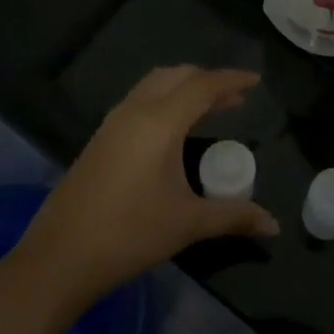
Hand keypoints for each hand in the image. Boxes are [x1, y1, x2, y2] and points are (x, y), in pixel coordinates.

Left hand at [16, 67, 277, 309]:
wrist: (60, 256)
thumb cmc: (130, 234)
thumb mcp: (188, 224)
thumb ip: (234, 216)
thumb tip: (274, 225)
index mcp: (159, 122)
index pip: (202, 86)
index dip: (232, 79)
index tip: (256, 80)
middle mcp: (135, 111)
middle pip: (176, 76)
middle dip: (208, 80)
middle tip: (235, 97)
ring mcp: (112, 123)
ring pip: (153, 85)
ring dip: (183, 88)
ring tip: (209, 108)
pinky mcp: (99, 139)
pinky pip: (139, 101)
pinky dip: (164, 100)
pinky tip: (172, 130)